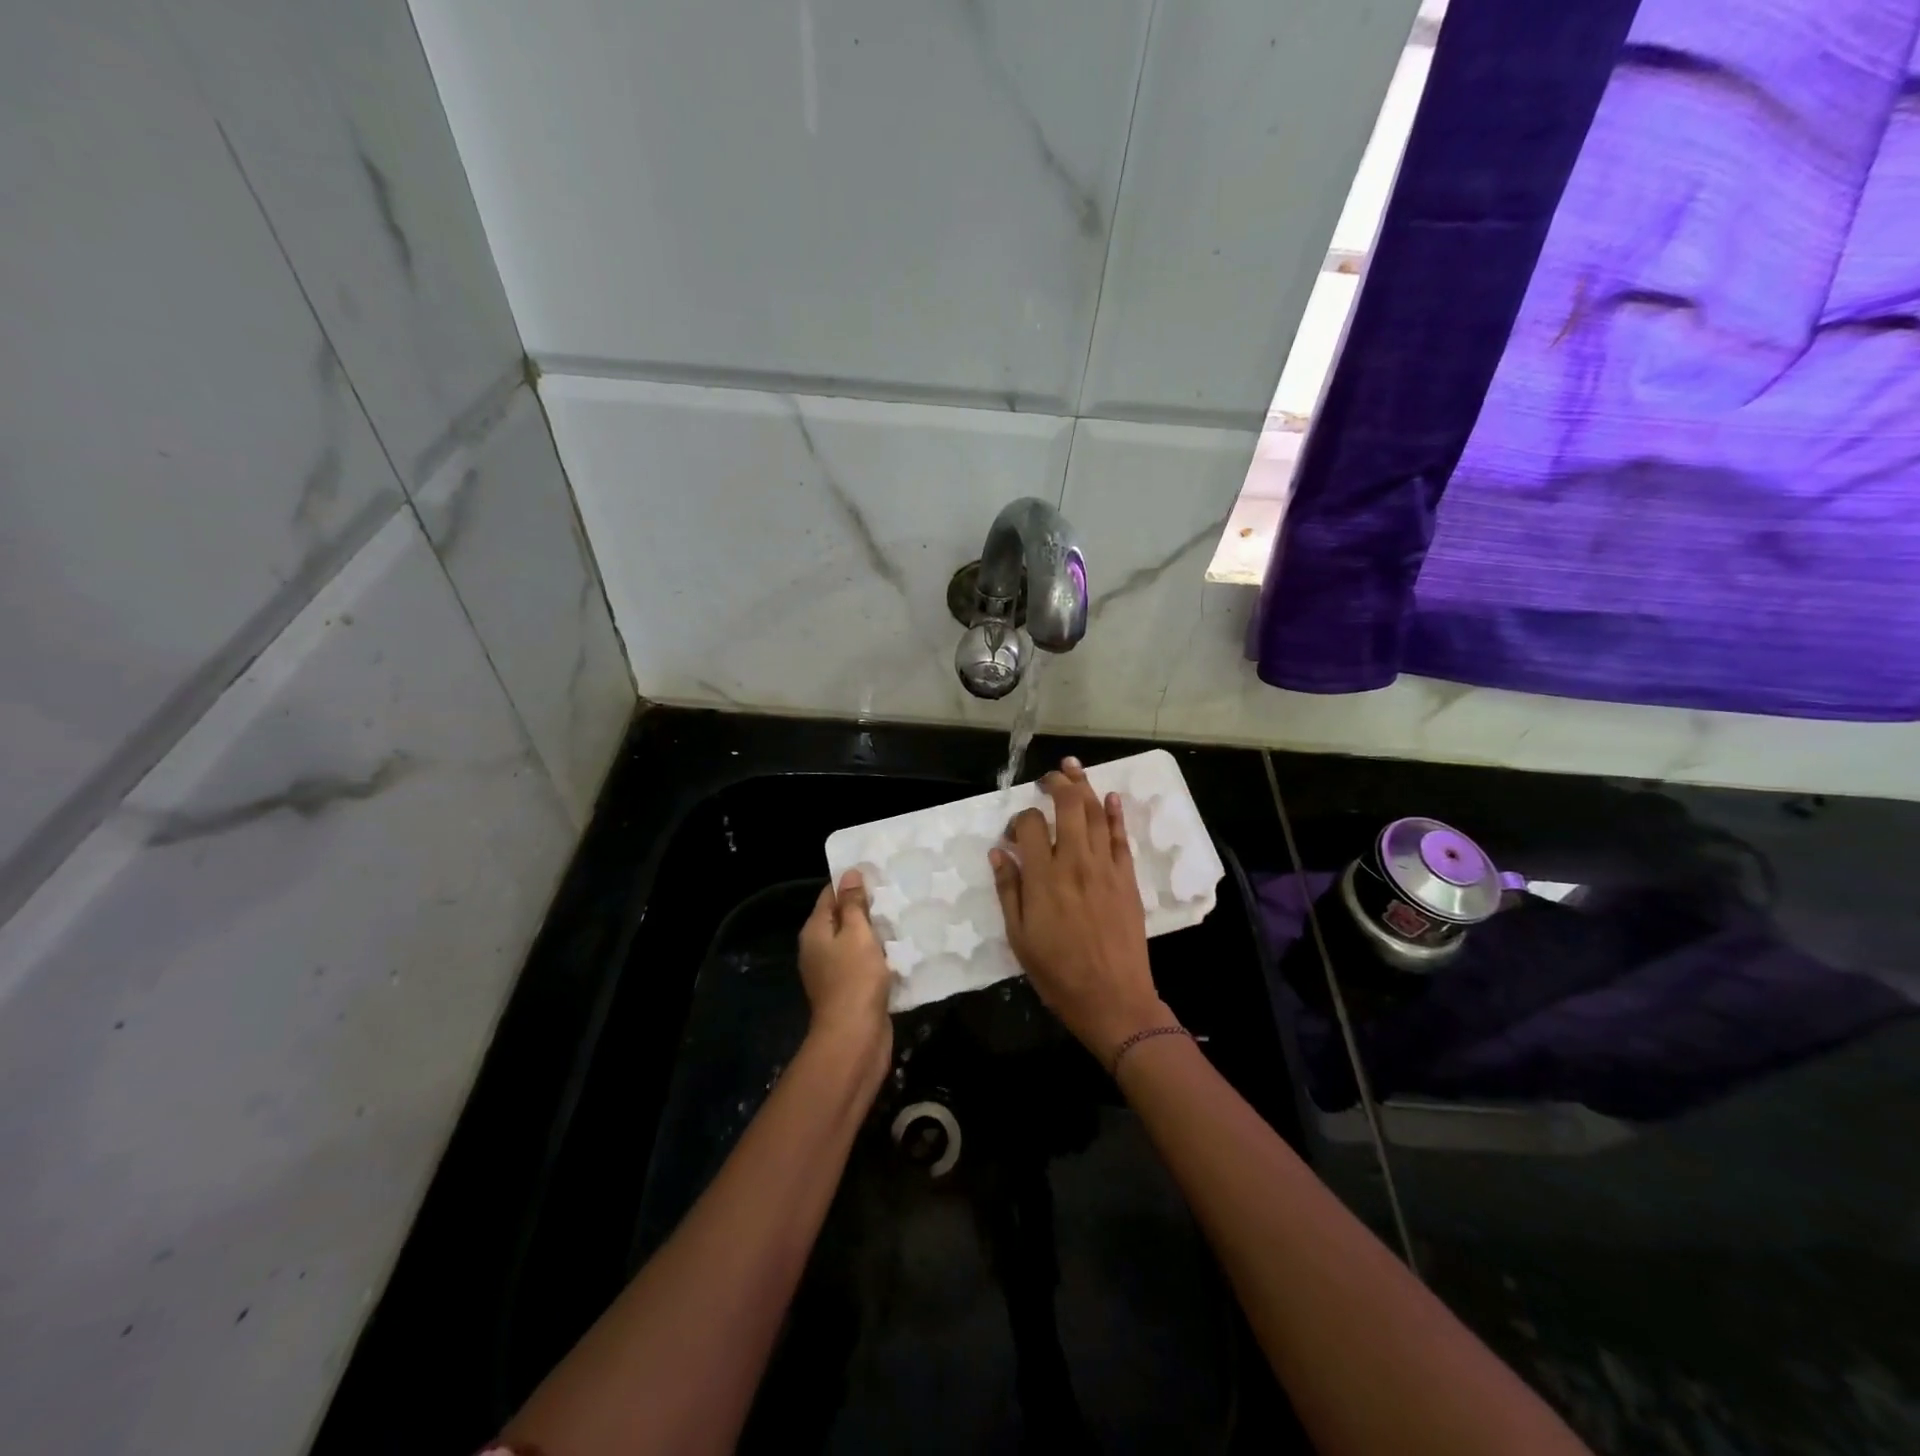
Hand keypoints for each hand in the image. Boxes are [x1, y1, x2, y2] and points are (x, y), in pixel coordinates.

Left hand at [798, 870, 894, 1069]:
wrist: (855, 1037)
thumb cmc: (854, 979)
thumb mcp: (856, 934)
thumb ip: (853, 904)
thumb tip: (849, 874)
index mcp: (815, 931)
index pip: (829, 894)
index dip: (851, 881)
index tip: (877, 870)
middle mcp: (819, 949)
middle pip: (842, 917)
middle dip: (867, 906)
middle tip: (897, 890)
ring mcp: (834, 971)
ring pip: (856, 941)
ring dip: (876, 931)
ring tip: (904, 914)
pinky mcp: (851, 989)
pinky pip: (865, 962)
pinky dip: (880, 954)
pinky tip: (902, 947)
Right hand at [991, 758, 1171, 1063]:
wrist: (1113, 999)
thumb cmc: (1058, 973)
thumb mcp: (1020, 937)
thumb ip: (1009, 891)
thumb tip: (999, 852)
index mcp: (1044, 877)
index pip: (1029, 826)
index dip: (1018, 820)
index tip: (1013, 834)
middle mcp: (1075, 862)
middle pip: (1068, 807)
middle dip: (1057, 784)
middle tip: (1048, 777)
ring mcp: (1106, 868)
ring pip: (1095, 814)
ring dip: (1084, 786)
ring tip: (1073, 767)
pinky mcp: (1128, 879)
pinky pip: (1121, 838)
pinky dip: (1115, 814)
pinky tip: (1110, 797)